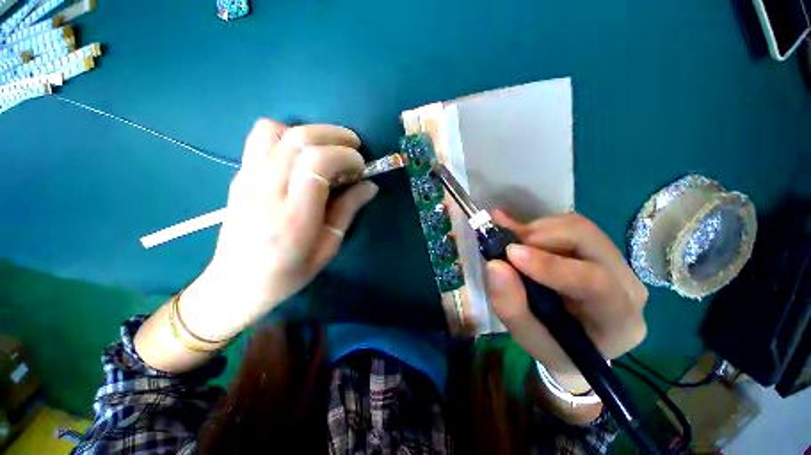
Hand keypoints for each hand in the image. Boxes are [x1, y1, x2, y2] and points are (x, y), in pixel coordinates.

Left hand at [180, 119, 378, 340]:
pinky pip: (260, 138)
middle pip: (299, 139)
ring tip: (327, 149)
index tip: (361, 167)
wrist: (235, 283)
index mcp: (294, 215)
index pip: (317, 162)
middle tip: (354, 148)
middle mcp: (267, 189)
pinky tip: (300, 155)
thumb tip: (370, 185)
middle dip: (334, 135)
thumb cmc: (289, 273)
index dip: (345, 156)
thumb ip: (348, 210)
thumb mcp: (328, 247)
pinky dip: (287, 135)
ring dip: (310, 132)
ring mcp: (247, 178)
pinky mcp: (238, 175)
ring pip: (276, 130)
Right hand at [485, 211, 647, 391]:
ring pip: (577, 226)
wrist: (571, 340)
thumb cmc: (552, 345)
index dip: (550, 265)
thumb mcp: (526, 335)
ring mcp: (614, 260)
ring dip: (537, 230)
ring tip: (512, 243)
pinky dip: (538, 226)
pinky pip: (568, 224)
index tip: (510, 253)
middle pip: (588, 241)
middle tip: (507, 246)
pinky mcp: (597, 246)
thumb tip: (495, 264)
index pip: (595, 283)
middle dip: (540, 238)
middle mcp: (626, 283)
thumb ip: (510, 304)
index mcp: (618, 319)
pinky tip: (518, 234)